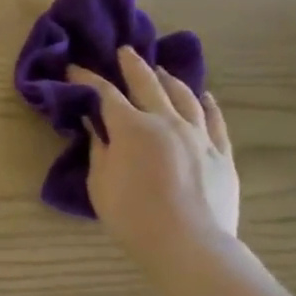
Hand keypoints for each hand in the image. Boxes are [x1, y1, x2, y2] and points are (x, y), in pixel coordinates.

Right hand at [68, 47, 239, 272]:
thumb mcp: (101, 183)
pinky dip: (207, 104)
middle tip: (123, 51)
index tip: (74, 68)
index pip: (105, 94)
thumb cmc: (133, 216)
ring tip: (160, 70)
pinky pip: (215, 120)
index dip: (88, 79)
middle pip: (148, 84)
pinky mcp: (221, 153)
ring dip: (169, 79)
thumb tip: (95, 124)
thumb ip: (99, 148)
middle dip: (132, 66)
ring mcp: (199, 135)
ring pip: (185, 96)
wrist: (189, 244)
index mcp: (132, 128)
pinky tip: (204, 96)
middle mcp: (167, 121)